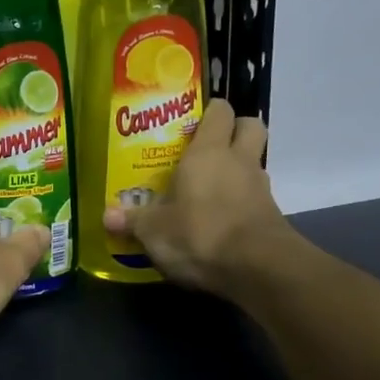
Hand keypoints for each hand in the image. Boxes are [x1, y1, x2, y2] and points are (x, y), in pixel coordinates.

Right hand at [103, 98, 292, 291]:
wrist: (258, 269)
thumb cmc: (200, 233)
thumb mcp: (154, 231)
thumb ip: (133, 220)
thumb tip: (106, 216)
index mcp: (208, 152)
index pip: (219, 112)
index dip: (210, 111)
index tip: (193, 120)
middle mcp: (239, 161)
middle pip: (250, 126)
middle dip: (235, 130)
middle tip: (210, 146)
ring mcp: (260, 188)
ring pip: (254, 164)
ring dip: (238, 170)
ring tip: (210, 188)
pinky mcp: (272, 216)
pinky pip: (256, 198)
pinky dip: (242, 203)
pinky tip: (221, 221)